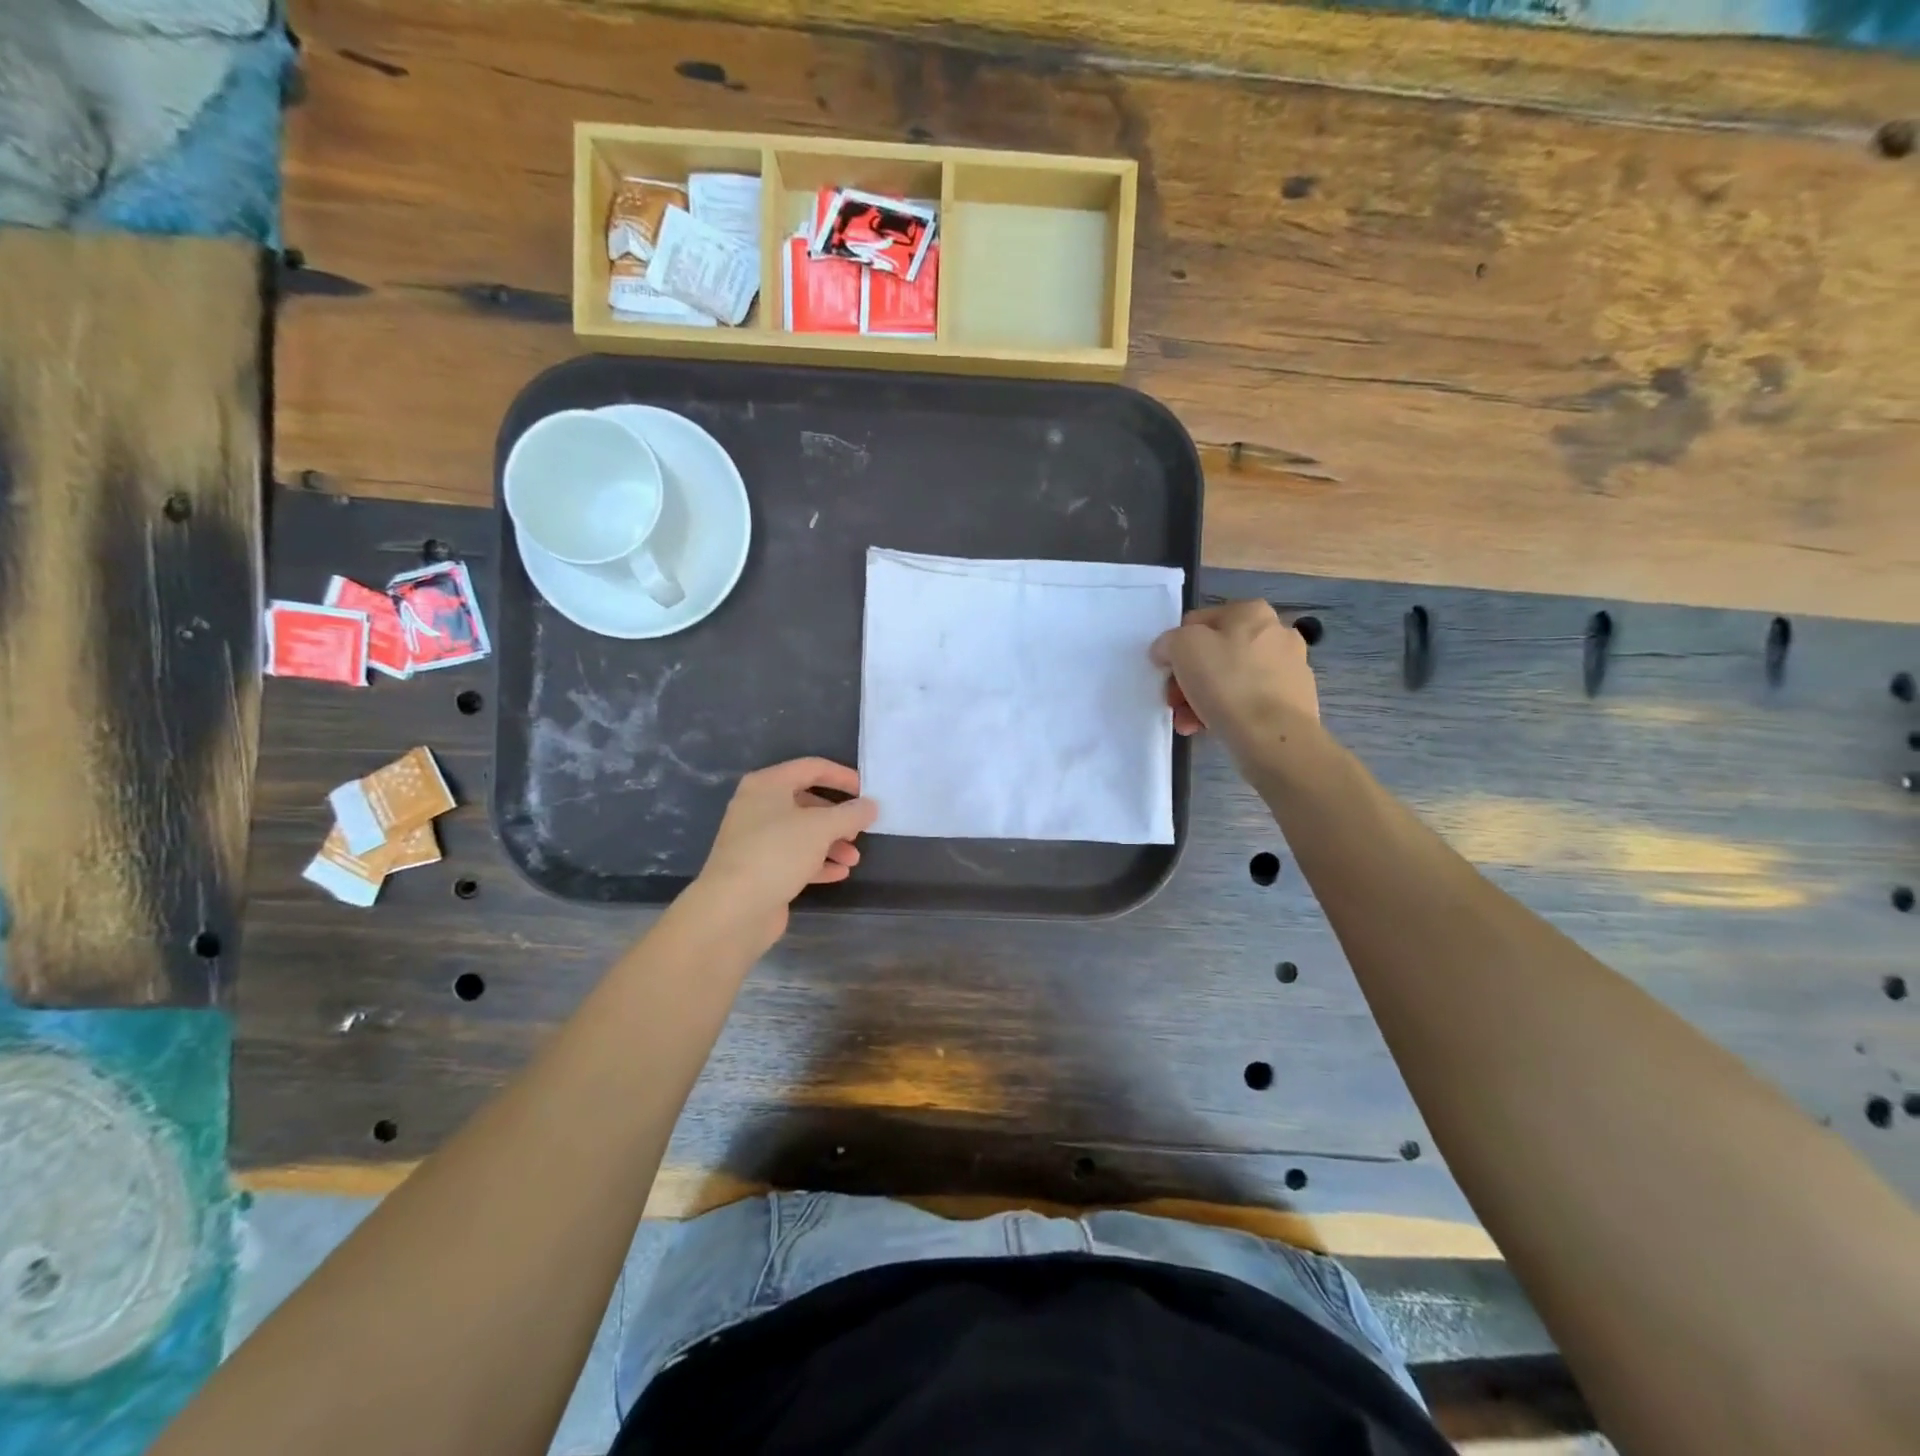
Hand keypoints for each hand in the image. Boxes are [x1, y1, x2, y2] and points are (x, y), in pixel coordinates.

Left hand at [694, 758, 877, 942]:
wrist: (733, 909)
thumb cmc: (777, 853)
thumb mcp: (821, 828)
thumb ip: (850, 814)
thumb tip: (870, 806)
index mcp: (767, 785)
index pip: (811, 768)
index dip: (842, 777)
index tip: (867, 792)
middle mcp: (758, 807)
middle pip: (807, 802)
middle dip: (838, 817)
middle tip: (860, 830)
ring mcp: (757, 840)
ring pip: (802, 833)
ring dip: (832, 843)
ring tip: (854, 859)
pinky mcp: (759, 869)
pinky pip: (794, 858)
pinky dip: (818, 863)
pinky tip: (840, 873)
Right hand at [1150, 601, 1319, 745]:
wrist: (1274, 738)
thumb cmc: (1227, 684)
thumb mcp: (1182, 648)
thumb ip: (1169, 641)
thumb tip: (1168, 650)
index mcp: (1252, 612)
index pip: (1198, 622)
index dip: (1176, 647)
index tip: (1167, 674)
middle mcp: (1277, 634)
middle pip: (1215, 653)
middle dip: (1189, 679)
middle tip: (1175, 703)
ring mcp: (1290, 668)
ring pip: (1231, 679)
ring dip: (1203, 699)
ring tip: (1189, 723)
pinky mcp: (1294, 701)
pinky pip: (1250, 700)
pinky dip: (1229, 711)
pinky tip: (1212, 729)